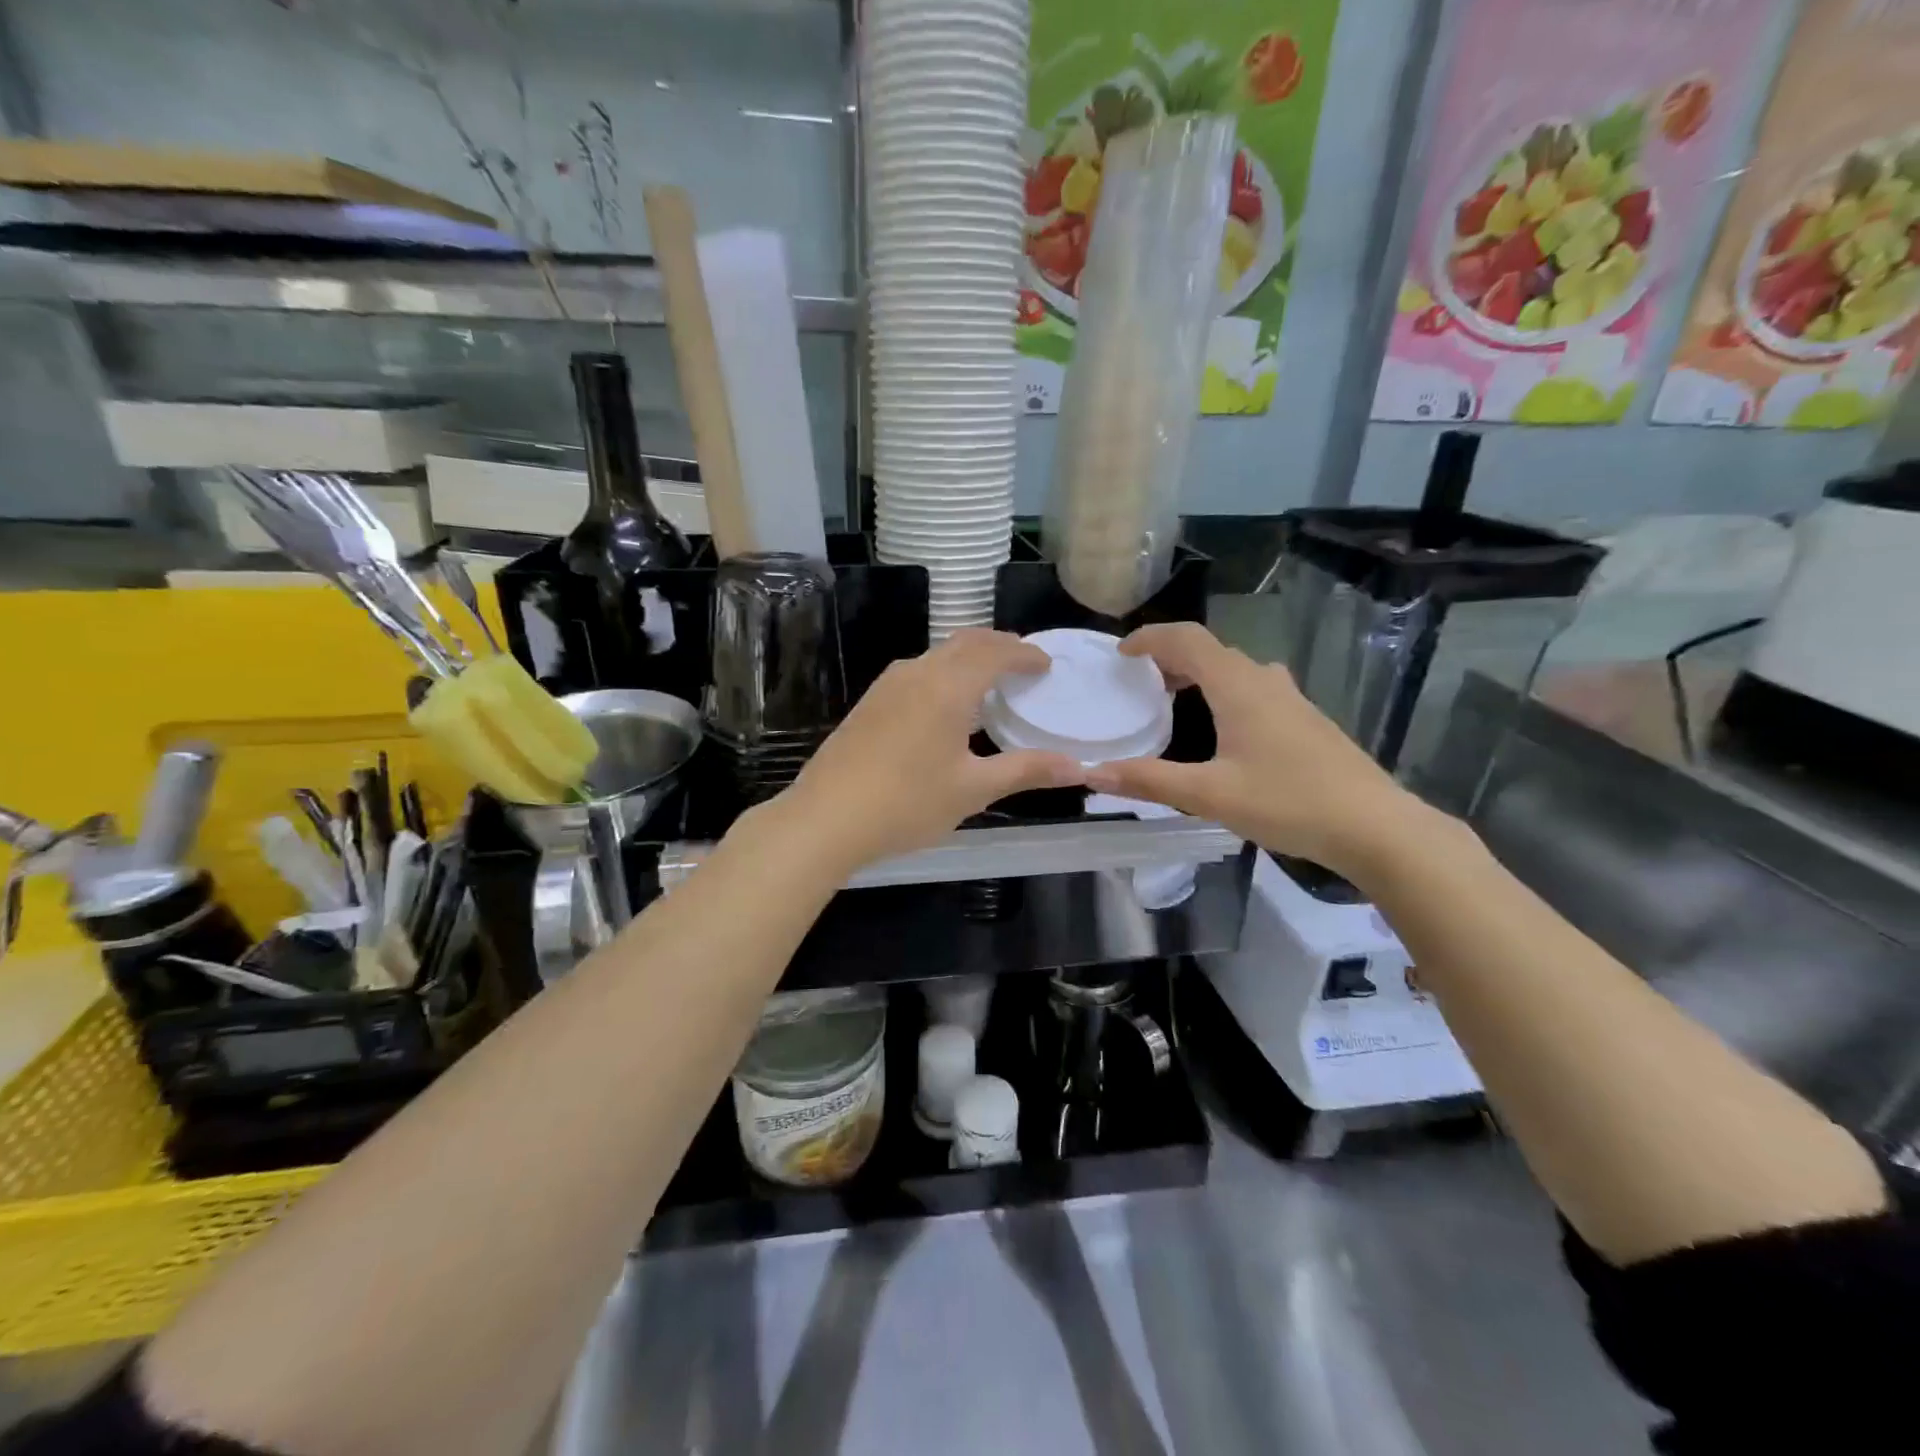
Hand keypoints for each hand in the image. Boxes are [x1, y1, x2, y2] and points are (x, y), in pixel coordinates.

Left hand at [779, 629, 1084, 870]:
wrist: (826, 818)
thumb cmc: (907, 803)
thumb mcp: (973, 789)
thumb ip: (1026, 771)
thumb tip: (1079, 768)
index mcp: (948, 687)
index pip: (996, 652)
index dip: (1025, 654)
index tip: (1046, 664)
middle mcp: (918, 673)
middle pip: (966, 642)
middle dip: (999, 645)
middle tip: (1023, 662)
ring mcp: (887, 685)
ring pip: (938, 654)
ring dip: (969, 657)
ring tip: (990, 679)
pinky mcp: (870, 702)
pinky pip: (918, 670)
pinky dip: (945, 672)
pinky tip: (946, 703)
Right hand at [1083, 623, 1416, 873]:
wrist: (1374, 827)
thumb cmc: (1288, 802)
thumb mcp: (1209, 794)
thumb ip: (1148, 780)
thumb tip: (1092, 773)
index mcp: (1238, 686)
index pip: (1187, 639)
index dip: (1150, 638)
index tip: (1121, 654)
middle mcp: (1265, 681)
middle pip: (1211, 650)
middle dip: (1170, 656)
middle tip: (1139, 681)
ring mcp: (1291, 699)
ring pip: (1236, 668)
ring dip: (1199, 673)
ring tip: (1173, 698)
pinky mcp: (1307, 720)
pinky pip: (1254, 688)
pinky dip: (1224, 691)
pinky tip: (1222, 728)